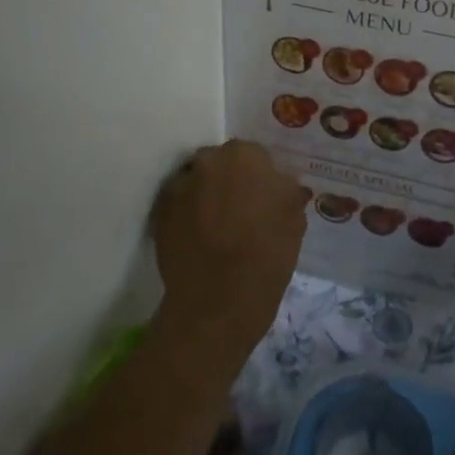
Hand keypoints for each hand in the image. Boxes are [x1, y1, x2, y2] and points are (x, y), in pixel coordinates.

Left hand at [152, 140, 307, 364]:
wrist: (219, 298)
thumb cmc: (267, 254)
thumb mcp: (295, 218)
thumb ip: (286, 190)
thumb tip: (278, 184)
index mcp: (245, 156)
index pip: (255, 156)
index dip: (260, 179)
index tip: (264, 200)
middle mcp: (207, 161)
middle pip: (221, 164)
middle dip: (229, 181)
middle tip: (240, 211)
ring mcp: (179, 186)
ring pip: (197, 183)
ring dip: (206, 196)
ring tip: (217, 227)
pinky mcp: (159, 213)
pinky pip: (178, 206)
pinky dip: (186, 215)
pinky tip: (198, 239)